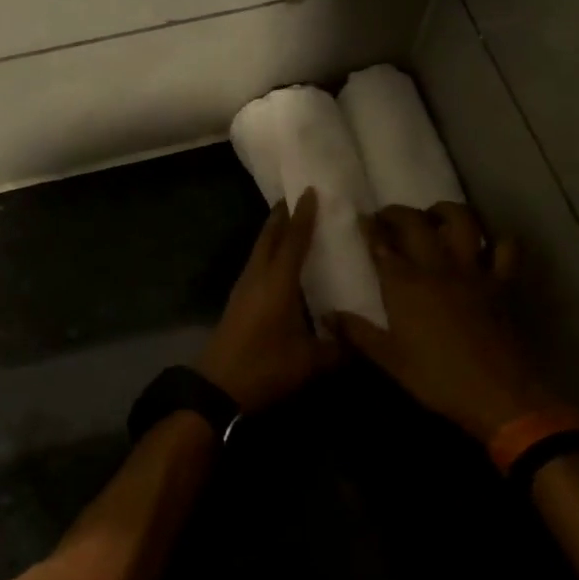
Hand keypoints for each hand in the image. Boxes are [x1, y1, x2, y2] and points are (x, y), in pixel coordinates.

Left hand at [196, 188, 341, 412]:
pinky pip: (255, 265)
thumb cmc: (265, 369)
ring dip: (272, 234)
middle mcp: (257, 278)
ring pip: (259, 250)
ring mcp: (243, 289)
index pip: (293, 241)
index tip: (309, 192)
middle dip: (282, 216)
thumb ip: (338, 348)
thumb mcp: (310, 362)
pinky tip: (278, 263)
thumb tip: (361, 340)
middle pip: (268, 238)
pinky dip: (267, 253)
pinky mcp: (237, 302)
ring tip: (290, 224)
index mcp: (277, 284)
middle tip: (296, 199)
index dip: (303, 216)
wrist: (217, 388)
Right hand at [328, 203, 560, 446]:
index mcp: (405, 284)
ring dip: (445, 211)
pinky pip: (506, 249)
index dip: (369, 228)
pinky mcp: (503, 283)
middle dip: (397, 213)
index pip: (381, 244)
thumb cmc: (437, 378)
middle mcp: (437, 266)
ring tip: (433, 218)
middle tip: (387, 217)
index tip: (361, 220)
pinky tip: (485, 246)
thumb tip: (326, 315)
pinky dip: (496, 241)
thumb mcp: (389, 360)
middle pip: (415, 223)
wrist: (499, 394)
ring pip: (462, 221)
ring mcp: (473, 271)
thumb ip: (357, 333)